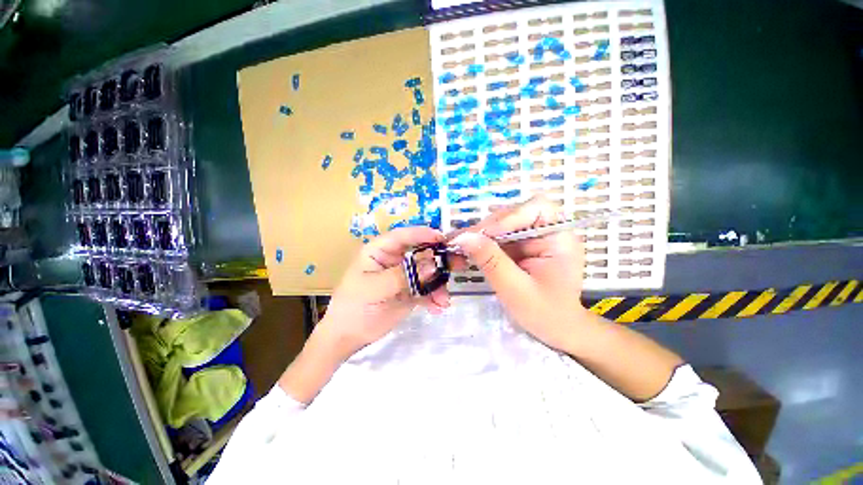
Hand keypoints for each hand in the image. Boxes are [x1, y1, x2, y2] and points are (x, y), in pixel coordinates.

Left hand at [316, 226, 452, 360]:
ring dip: (439, 283)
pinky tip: (438, 307)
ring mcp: (404, 276)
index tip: (443, 238)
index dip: (423, 234)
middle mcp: (394, 260)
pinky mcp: (410, 291)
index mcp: (380, 251)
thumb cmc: (354, 306)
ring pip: (427, 272)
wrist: (348, 337)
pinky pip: (427, 289)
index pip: (403, 236)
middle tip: (458, 264)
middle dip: (439, 259)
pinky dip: (435, 297)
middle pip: (420, 252)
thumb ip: (403, 275)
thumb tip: (432, 264)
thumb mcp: (375, 288)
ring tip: (444, 299)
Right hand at [449, 196, 588, 351]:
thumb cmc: (545, 313)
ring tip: (460, 245)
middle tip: (463, 240)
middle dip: (488, 227)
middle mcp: (547, 231)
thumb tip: (463, 238)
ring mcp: (533, 238)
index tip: (486, 235)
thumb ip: (491, 261)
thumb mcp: (516, 289)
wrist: (555, 329)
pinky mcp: (521, 246)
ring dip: (481, 234)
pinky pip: (498, 237)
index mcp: (560, 238)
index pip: (537, 208)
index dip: (509, 216)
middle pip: (515, 213)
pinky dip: (482, 243)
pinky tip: (468, 249)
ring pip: (502, 224)